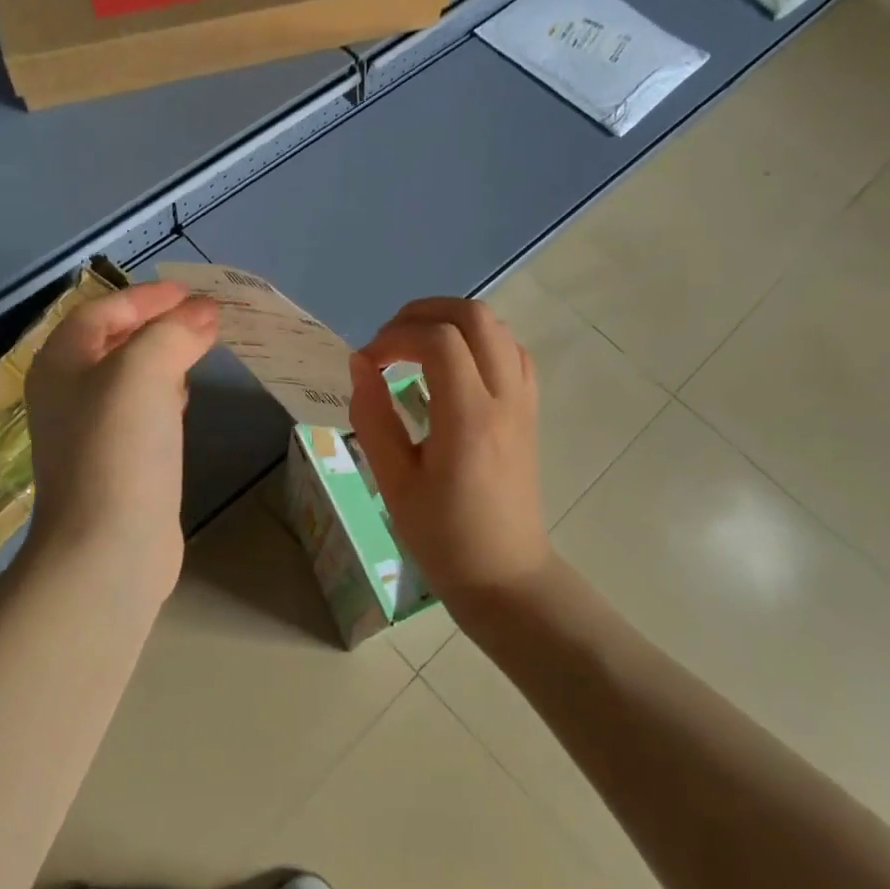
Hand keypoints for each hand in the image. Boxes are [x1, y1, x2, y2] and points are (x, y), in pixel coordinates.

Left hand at [24, 282, 218, 601]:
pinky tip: (184, 401)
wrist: (108, 547)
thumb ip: (173, 332)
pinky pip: (139, 412)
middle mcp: (67, 393)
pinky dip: (163, 395)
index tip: (193, 293)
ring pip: (128, 377)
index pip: (103, 310)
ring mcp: (89, 432)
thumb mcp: (144, 372)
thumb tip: (203, 313)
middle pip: (113, 341)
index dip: (148, 296)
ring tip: (200, 349)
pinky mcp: (114, 463)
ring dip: (163, 357)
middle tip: (204, 319)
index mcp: (61, 364)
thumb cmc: (119, 448)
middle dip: (158, 324)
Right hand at [348, 298, 554, 604]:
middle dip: (423, 314)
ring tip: (415, 349)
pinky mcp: (529, 410)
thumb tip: (360, 364)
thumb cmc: (444, 537)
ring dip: (452, 323)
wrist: (505, 574)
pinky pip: (511, 351)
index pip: (438, 341)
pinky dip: (478, 341)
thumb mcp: (394, 483)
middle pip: (474, 316)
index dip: (394, 337)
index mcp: (469, 418)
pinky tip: (452, 366)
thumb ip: (373, 417)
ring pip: (497, 327)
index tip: (367, 363)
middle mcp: (504, 398)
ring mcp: (523, 402)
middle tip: (388, 342)